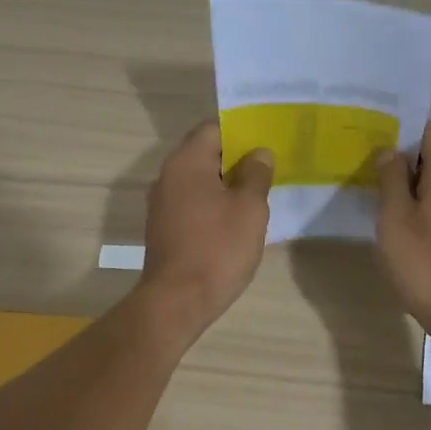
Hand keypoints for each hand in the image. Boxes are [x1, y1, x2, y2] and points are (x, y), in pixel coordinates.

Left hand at [139, 120, 273, 338]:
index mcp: (187, 162)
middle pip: (204, 153)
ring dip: (226, 183)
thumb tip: (259, 153)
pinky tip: (235, 221)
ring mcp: (162, 203)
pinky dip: (212, 203)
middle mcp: (168, 176)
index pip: (213, 128)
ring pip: (199, 180)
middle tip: (268, 168)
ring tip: (257, 195)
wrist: (177, 301)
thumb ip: (256, 174)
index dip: (241, 131)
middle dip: (236, 158)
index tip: (266, 142)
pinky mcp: (163, 227)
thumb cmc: (218, 248)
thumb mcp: (250, 208)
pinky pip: (192, 202)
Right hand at [375, 120, 430, 343]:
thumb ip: (391, 179)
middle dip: (404, 162)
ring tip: (382, 206)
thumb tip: (391, 152)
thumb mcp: (395, 218)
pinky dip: (426, 209)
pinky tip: (405, 232)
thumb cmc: (427, 264)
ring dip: (413, 188)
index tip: (376, 147)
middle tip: (371, 177)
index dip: (404, 132)